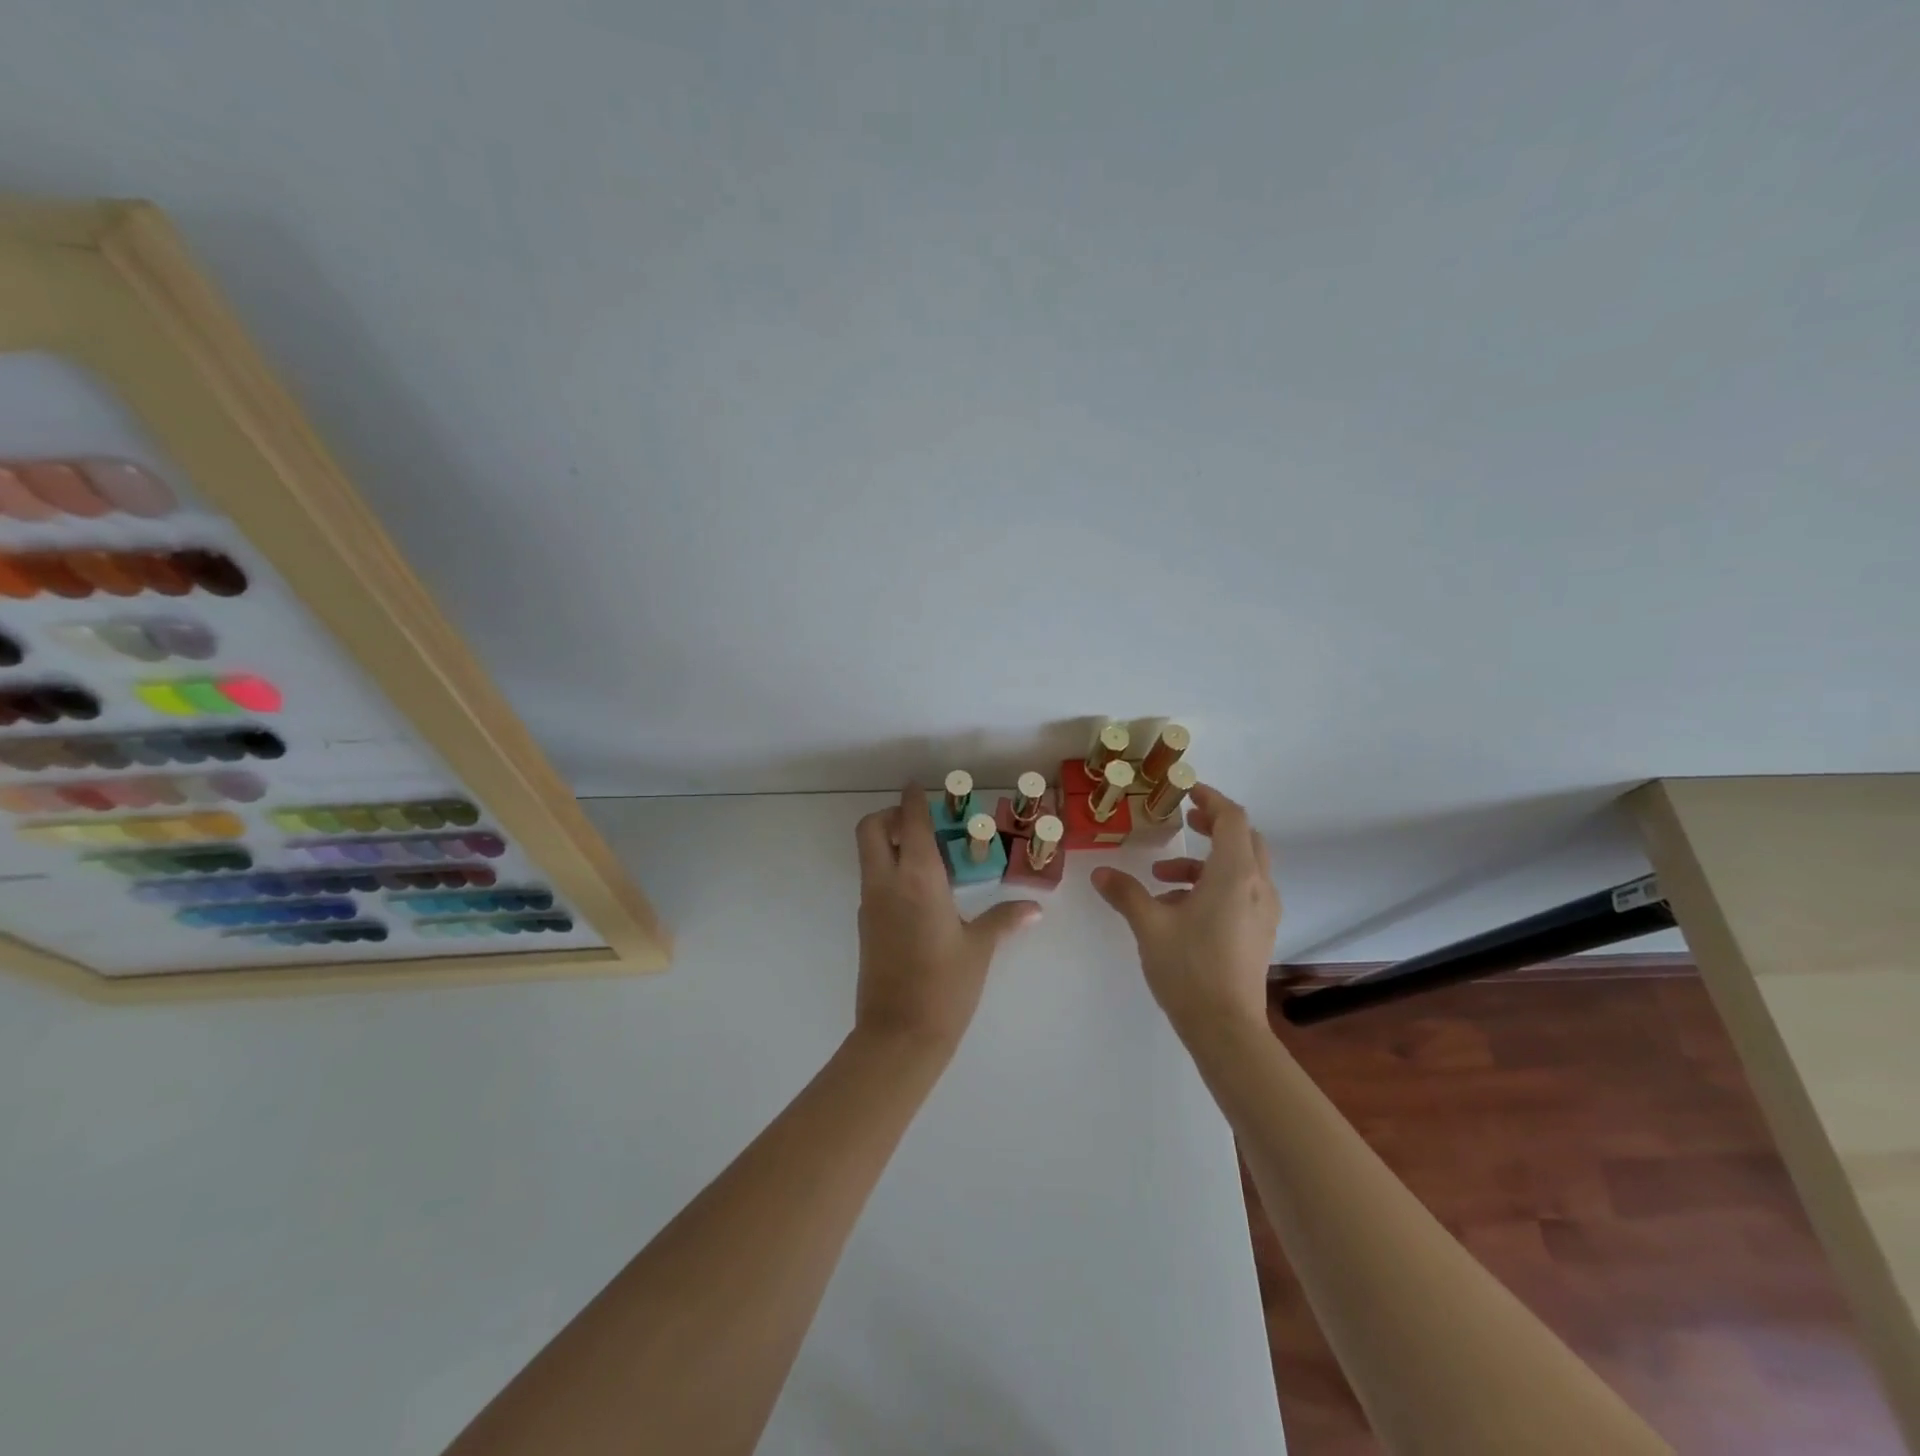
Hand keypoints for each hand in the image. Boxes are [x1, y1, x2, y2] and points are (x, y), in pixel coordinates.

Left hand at [853, 785, 1041, 1056]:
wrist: (899, 1035)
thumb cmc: (945, 985)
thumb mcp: (980, 948)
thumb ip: (1005, 920)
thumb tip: (1034, 908)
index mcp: (917, 878)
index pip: (909, 822)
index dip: (913, 799)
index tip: (920, 786)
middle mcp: (886, 883)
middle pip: (870, 829)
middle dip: (890, 816)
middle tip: (921, 824)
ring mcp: (871, 904)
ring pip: (868, 856)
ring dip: (889, 843)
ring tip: (930, 858)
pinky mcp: (866, 926)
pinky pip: (874, 882)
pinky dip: (890, 871)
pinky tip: (923, 893)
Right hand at [1092, 784, 1280, 1044]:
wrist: (1226, 1028)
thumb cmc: (1189, 969)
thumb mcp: (1150, 926)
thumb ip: (1126, 893)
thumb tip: (1100, 873)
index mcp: (1235, 874)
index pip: (1231, 818)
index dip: (1209, 799)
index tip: (1184, 792)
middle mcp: (1258, 886)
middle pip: (1244, 838)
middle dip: (1214, 825)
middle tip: (1184, 822)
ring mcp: (1264, 911)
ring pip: (1244, 867)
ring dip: (1206, 861)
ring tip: (1162, 878)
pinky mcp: (1260, 932)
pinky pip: (1243, 891)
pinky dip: (1214, 885)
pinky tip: (1178, 909)